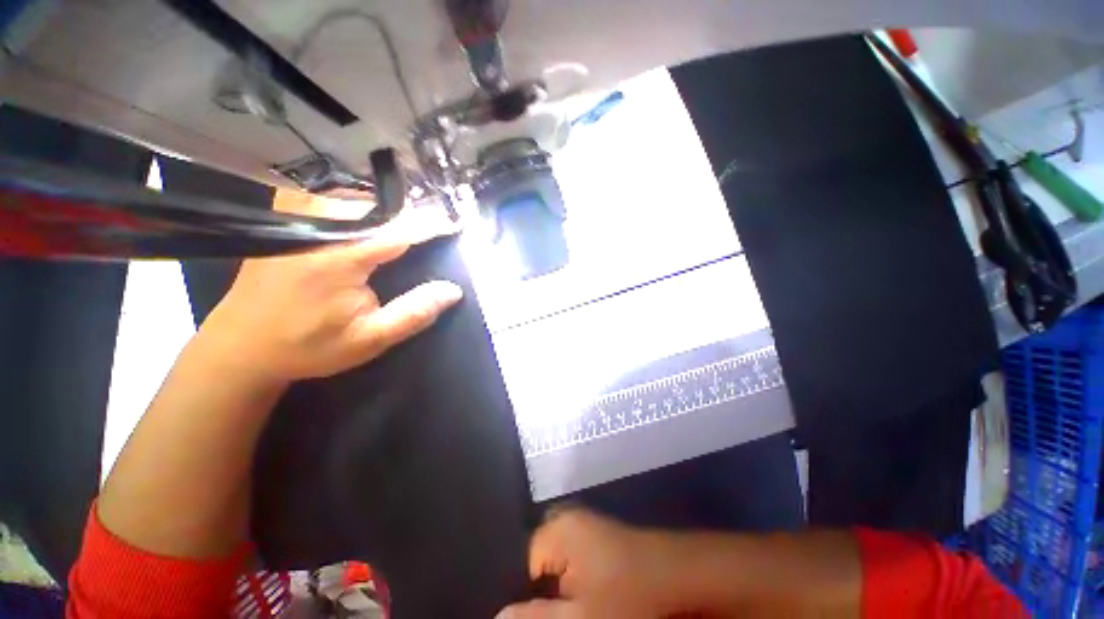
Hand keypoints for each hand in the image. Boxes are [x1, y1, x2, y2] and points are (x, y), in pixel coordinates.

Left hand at [201, 189, 462, 382]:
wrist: (242, 346)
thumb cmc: (309, 346)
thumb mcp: (370, 338)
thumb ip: (415, 313)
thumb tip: (453, 290)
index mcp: (338, 257)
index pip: (399, 229)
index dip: (430, 225)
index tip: (455, 225)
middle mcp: (315, 227)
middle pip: (377, 206)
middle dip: (408, 215)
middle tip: (431, 229)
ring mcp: (295, 218)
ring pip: (355, 197)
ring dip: (385, 210)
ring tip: (405, 226)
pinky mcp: (284, 219)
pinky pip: (330, 198)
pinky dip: (357, 206)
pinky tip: (366, 222)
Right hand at [498, 509, 684, 618]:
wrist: (680, 578)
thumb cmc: (630, 596)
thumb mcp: (579, 618)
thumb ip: (534, 618)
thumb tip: (497, 617)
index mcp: (557, 530)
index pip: (520, 562)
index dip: (521, 594)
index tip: (537, 614)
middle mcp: (568, 521)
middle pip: (537, 562)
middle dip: (539, 592)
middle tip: (555, 611)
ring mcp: (586, 529)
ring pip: (556, 565)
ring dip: (557, 590)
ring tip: (574, 606)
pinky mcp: (600, 540)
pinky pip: (574, 561)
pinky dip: (574, 583)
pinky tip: (588, 599)